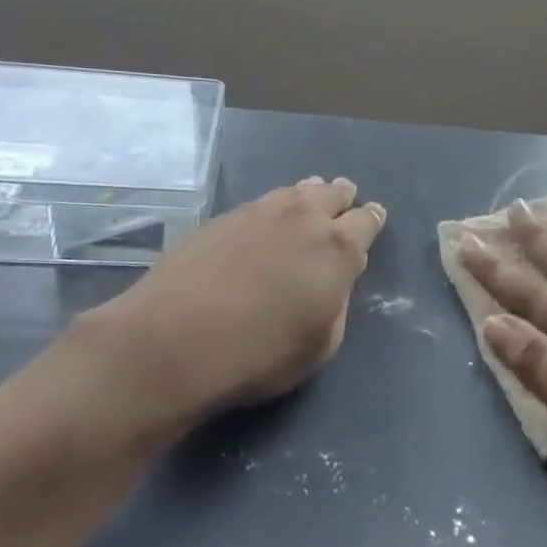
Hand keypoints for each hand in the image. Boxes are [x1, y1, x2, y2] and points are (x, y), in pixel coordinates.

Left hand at [74, 177, 386, 431]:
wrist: (173, 342)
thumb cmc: (260, 354)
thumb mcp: (321, 344)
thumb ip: (336, 303)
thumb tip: (332, 280)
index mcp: (338, 248)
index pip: (367, 221)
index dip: (372, 220)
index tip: (373, 218)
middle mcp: (304, 218)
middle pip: (333, 194)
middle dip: (342, 197)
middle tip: (343, 201)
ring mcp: (260, 212)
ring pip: (295, 191)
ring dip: (308, 195)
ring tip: (308, 201)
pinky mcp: (223, 218)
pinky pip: (262, 203)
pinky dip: (274, 207)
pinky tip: (266, 220)